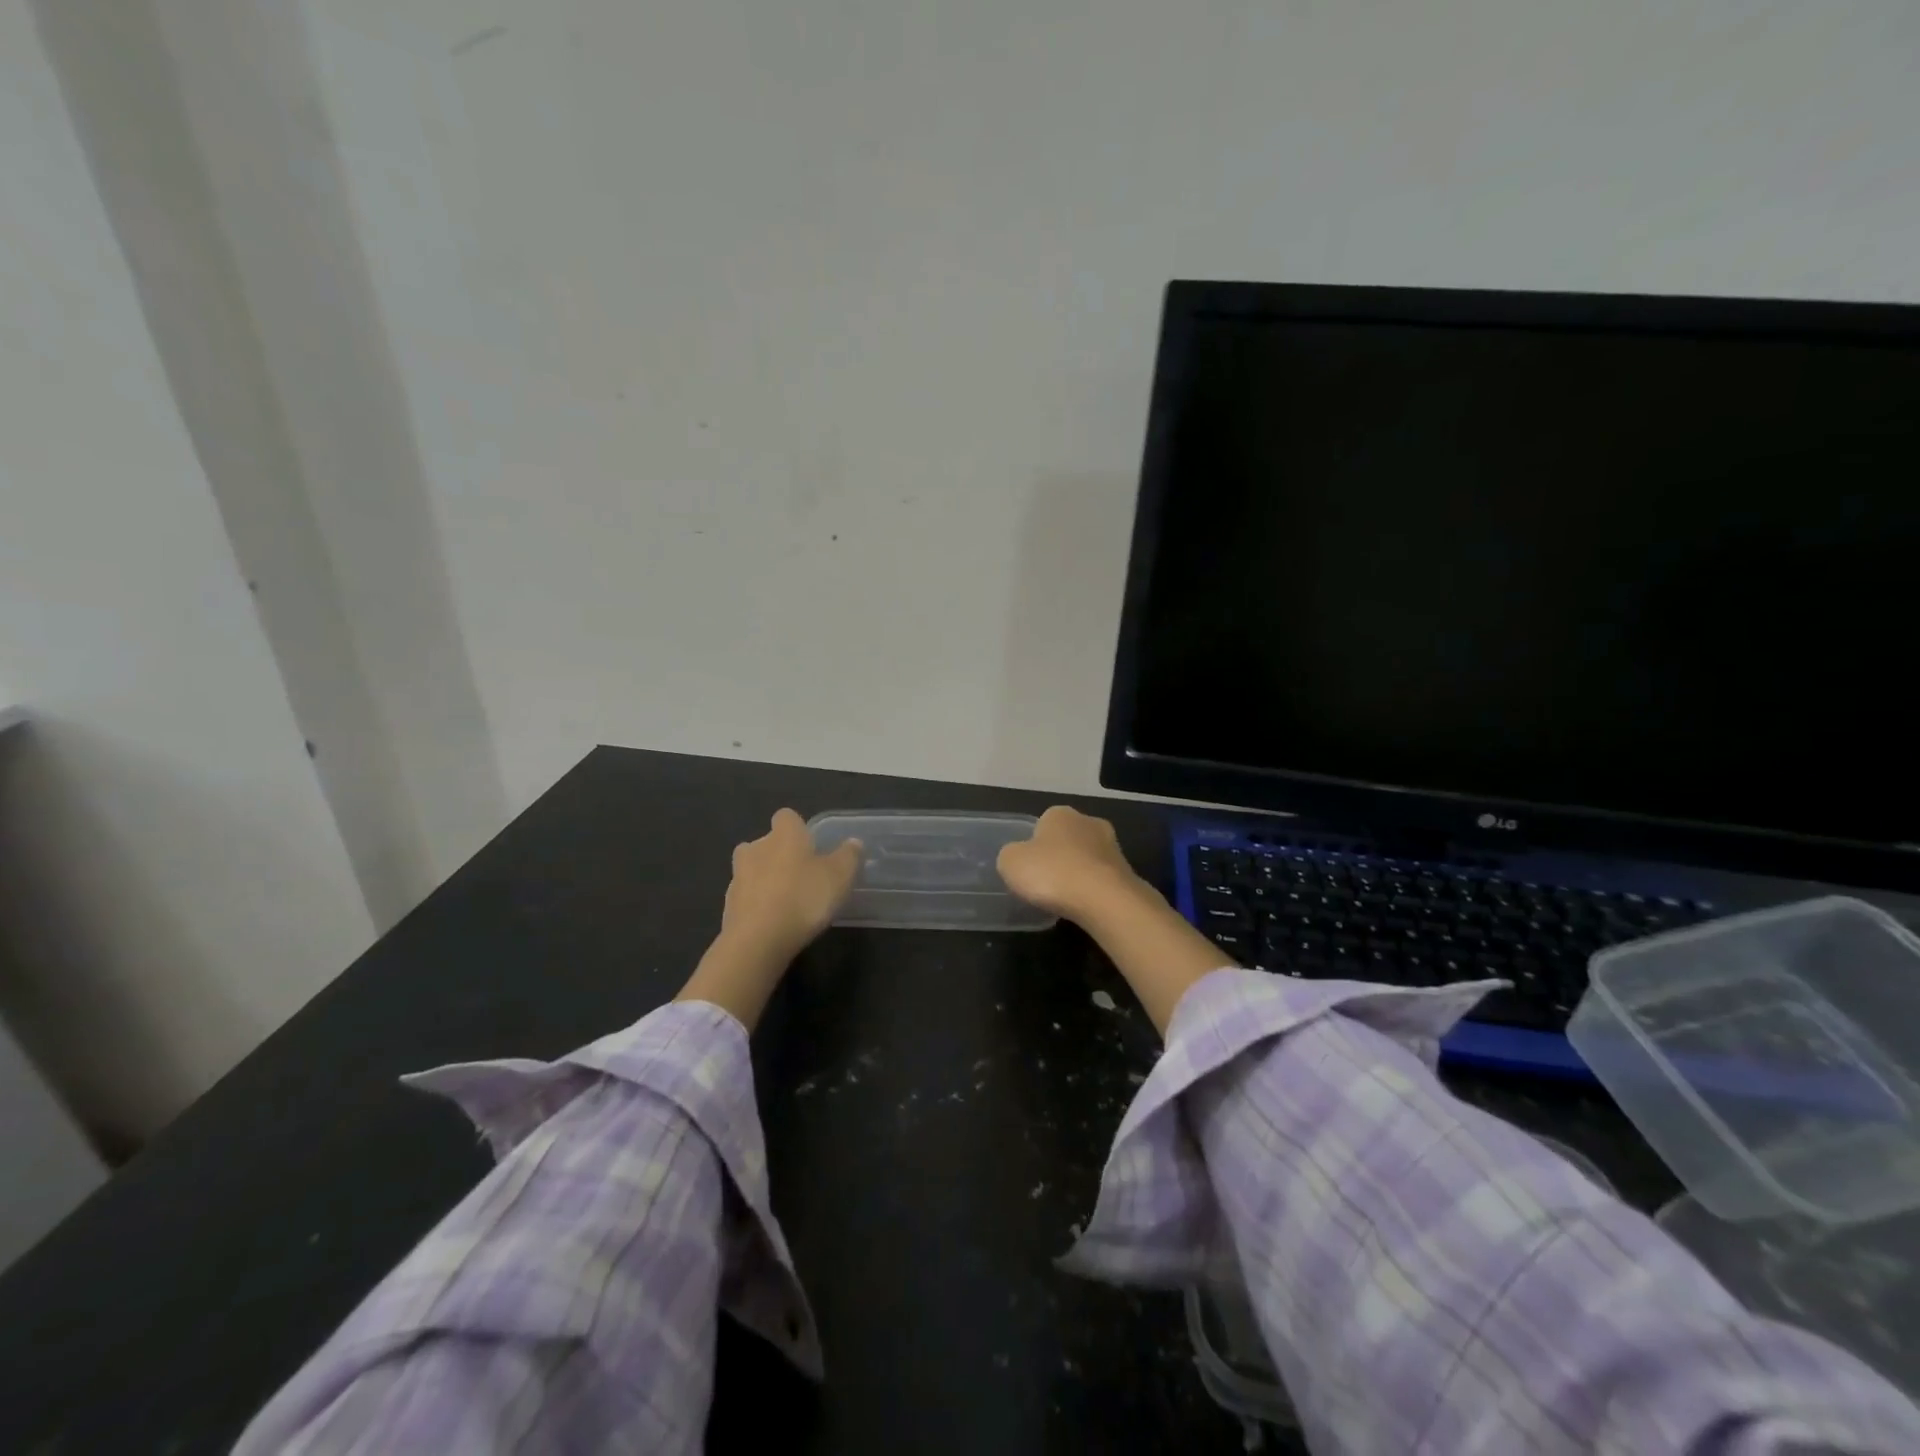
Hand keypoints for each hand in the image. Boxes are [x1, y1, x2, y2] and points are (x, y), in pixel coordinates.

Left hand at [721, 808, 862, 959]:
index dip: (798, 829)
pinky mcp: (728, 906)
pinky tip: (772, 922)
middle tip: (801, 876)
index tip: (811, 847)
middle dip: (779, 855)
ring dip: (765, 880)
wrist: (758, 940)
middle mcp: (756, 848)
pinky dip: (757, 904)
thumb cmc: (804, 898)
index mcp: (784, 835)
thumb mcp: (840, 876)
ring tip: (786, 901)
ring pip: (751, 870)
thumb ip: (849, 856)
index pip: (786, 817)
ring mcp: (737, 877)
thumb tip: (853, 843)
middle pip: (765, 843)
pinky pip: (746, 897)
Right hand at [1000, 805, 1229, 1034]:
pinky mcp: (1128, 872)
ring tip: (1065, 900)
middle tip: (1045, 884)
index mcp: (1060, 813)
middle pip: (1067, 840)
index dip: (1033, 847)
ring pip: (1087, 859)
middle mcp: (1089, 822)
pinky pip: (1102, 879)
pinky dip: (1093, 891)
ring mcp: (1113, 846)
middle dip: (1059, 858)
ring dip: (1078, 874)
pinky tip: (1084, 907)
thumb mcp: (1011, 862)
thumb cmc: (1052, 873)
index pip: (1042, 824)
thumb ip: (1011, 855)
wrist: (1104, 900)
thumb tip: (1019, 857)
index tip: (1029, 869)